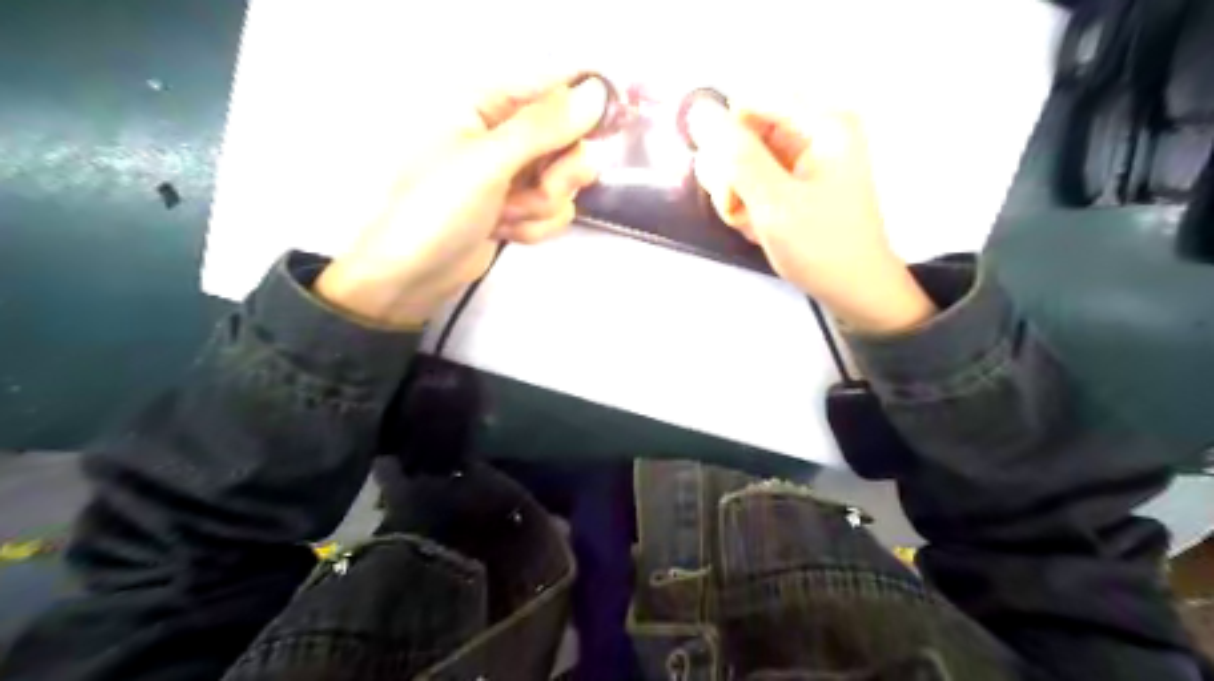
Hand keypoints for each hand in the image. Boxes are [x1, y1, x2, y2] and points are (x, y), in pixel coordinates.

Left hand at [312, 74, 605, 326]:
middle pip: (569, 141)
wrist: (413, 275)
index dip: (583, 108)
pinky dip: (534, 226)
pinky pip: (555, 210)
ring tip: (503, 217)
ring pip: (566, 181)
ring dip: (540, 207)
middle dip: (555, 176)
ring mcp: (514, 174)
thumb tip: (597, 92)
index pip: (552, 89)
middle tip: (535, 192)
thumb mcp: (488, 162)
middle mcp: (505, 134)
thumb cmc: (437, 209)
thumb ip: (544, 127)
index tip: (605, 129)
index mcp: (486, 104)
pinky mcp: (520, 208)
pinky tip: (504, 232)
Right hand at [687, 104, 930, 335]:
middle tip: (741, 209)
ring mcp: (803, 154)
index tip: (728, 183)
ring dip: (735, 192)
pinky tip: (759, 226)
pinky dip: (747, 202)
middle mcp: (813, 129)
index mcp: (821, 122)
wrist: (853, 289)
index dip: (726, 140)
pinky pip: (753, 176)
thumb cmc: (821, 248)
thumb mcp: (774, 203)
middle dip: (731, 174)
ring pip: (741, 157)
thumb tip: (698, 110)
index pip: (748, 102)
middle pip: (743, 129)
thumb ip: (736, 155)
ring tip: (753, 222)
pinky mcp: (795, 176)